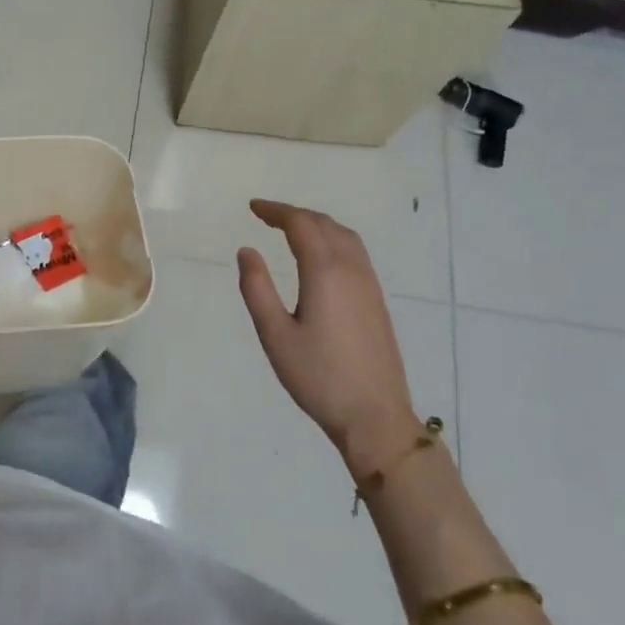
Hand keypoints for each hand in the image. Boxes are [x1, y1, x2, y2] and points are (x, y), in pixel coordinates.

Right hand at [236, 200, 422, 477]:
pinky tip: (322, 257)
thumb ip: (257, 289)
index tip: (253, 207)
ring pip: (344, 236)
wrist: (375, 416)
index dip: (276, 211)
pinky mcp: (377, 300)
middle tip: (267, 216)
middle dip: (295, 214)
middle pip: (324, 224)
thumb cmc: (318, 377)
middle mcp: (351, 269)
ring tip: (292, 229)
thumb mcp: (275, 335)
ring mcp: (369, 284)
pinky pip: (355, 252)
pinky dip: (333, 239)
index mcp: (325, 272)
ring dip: (317, 224)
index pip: (301, 224)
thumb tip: (247, 251)